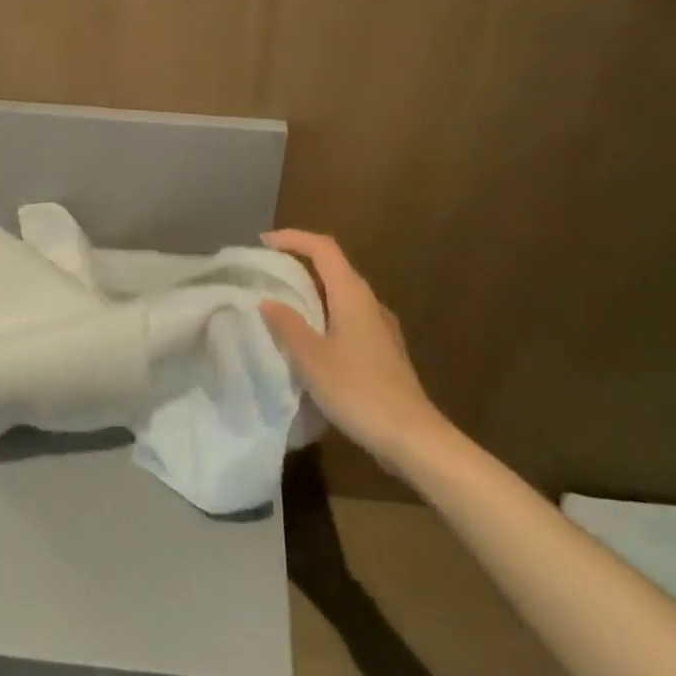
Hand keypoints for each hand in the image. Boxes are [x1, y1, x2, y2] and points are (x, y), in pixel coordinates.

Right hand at [259, 229, 448, 469]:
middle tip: (266, 273)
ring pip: (341, 294)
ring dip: (311, 291)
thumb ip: (288, 326)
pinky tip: (309, 339)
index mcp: (353, 295)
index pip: (323, 248)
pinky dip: (323, 315)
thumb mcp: (312, 358)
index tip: (263, 243)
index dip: (293, 238)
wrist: (411, 437)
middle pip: (333, 267)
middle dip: (299, 263)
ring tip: (281, 304)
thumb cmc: (359, 391)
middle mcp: (369, 303)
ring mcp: (380, 328)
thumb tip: (268, 300)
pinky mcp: (382, 351)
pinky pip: (347, 318)